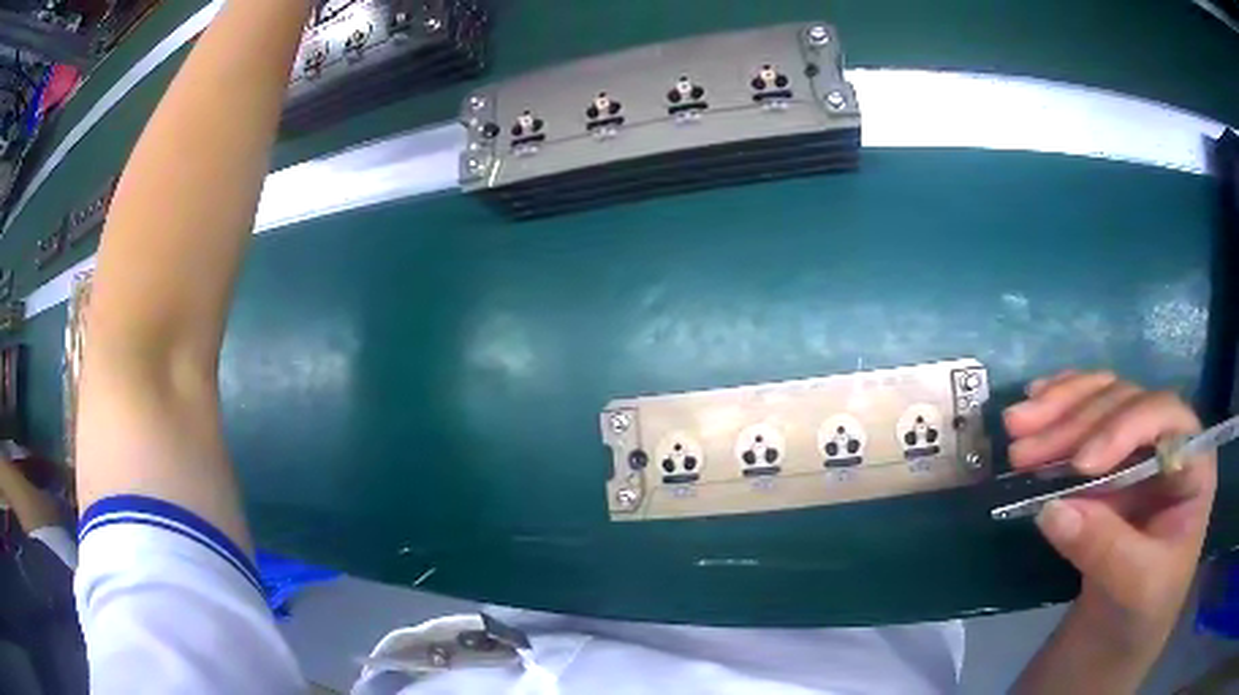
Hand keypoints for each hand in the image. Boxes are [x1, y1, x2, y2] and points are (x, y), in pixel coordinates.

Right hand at [1004, 371, 1216, 644]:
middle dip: (1076, 421)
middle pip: (1126, 404)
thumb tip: (1051, 509)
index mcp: (1193, 464)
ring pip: (1103, 401)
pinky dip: (1060, 408)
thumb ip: (1105, 548)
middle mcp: (1169, 441)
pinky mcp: (1113, 459)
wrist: (1125, 632)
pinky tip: (1035, 403)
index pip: (1165, 418)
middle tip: (1023, 448)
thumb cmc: (1144, 612)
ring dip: (1058, 409)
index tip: (1078, 465)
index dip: (1123, 428)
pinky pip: (1089, 417)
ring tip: (1015, 426)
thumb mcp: (1135, 589)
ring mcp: (1141, 446)